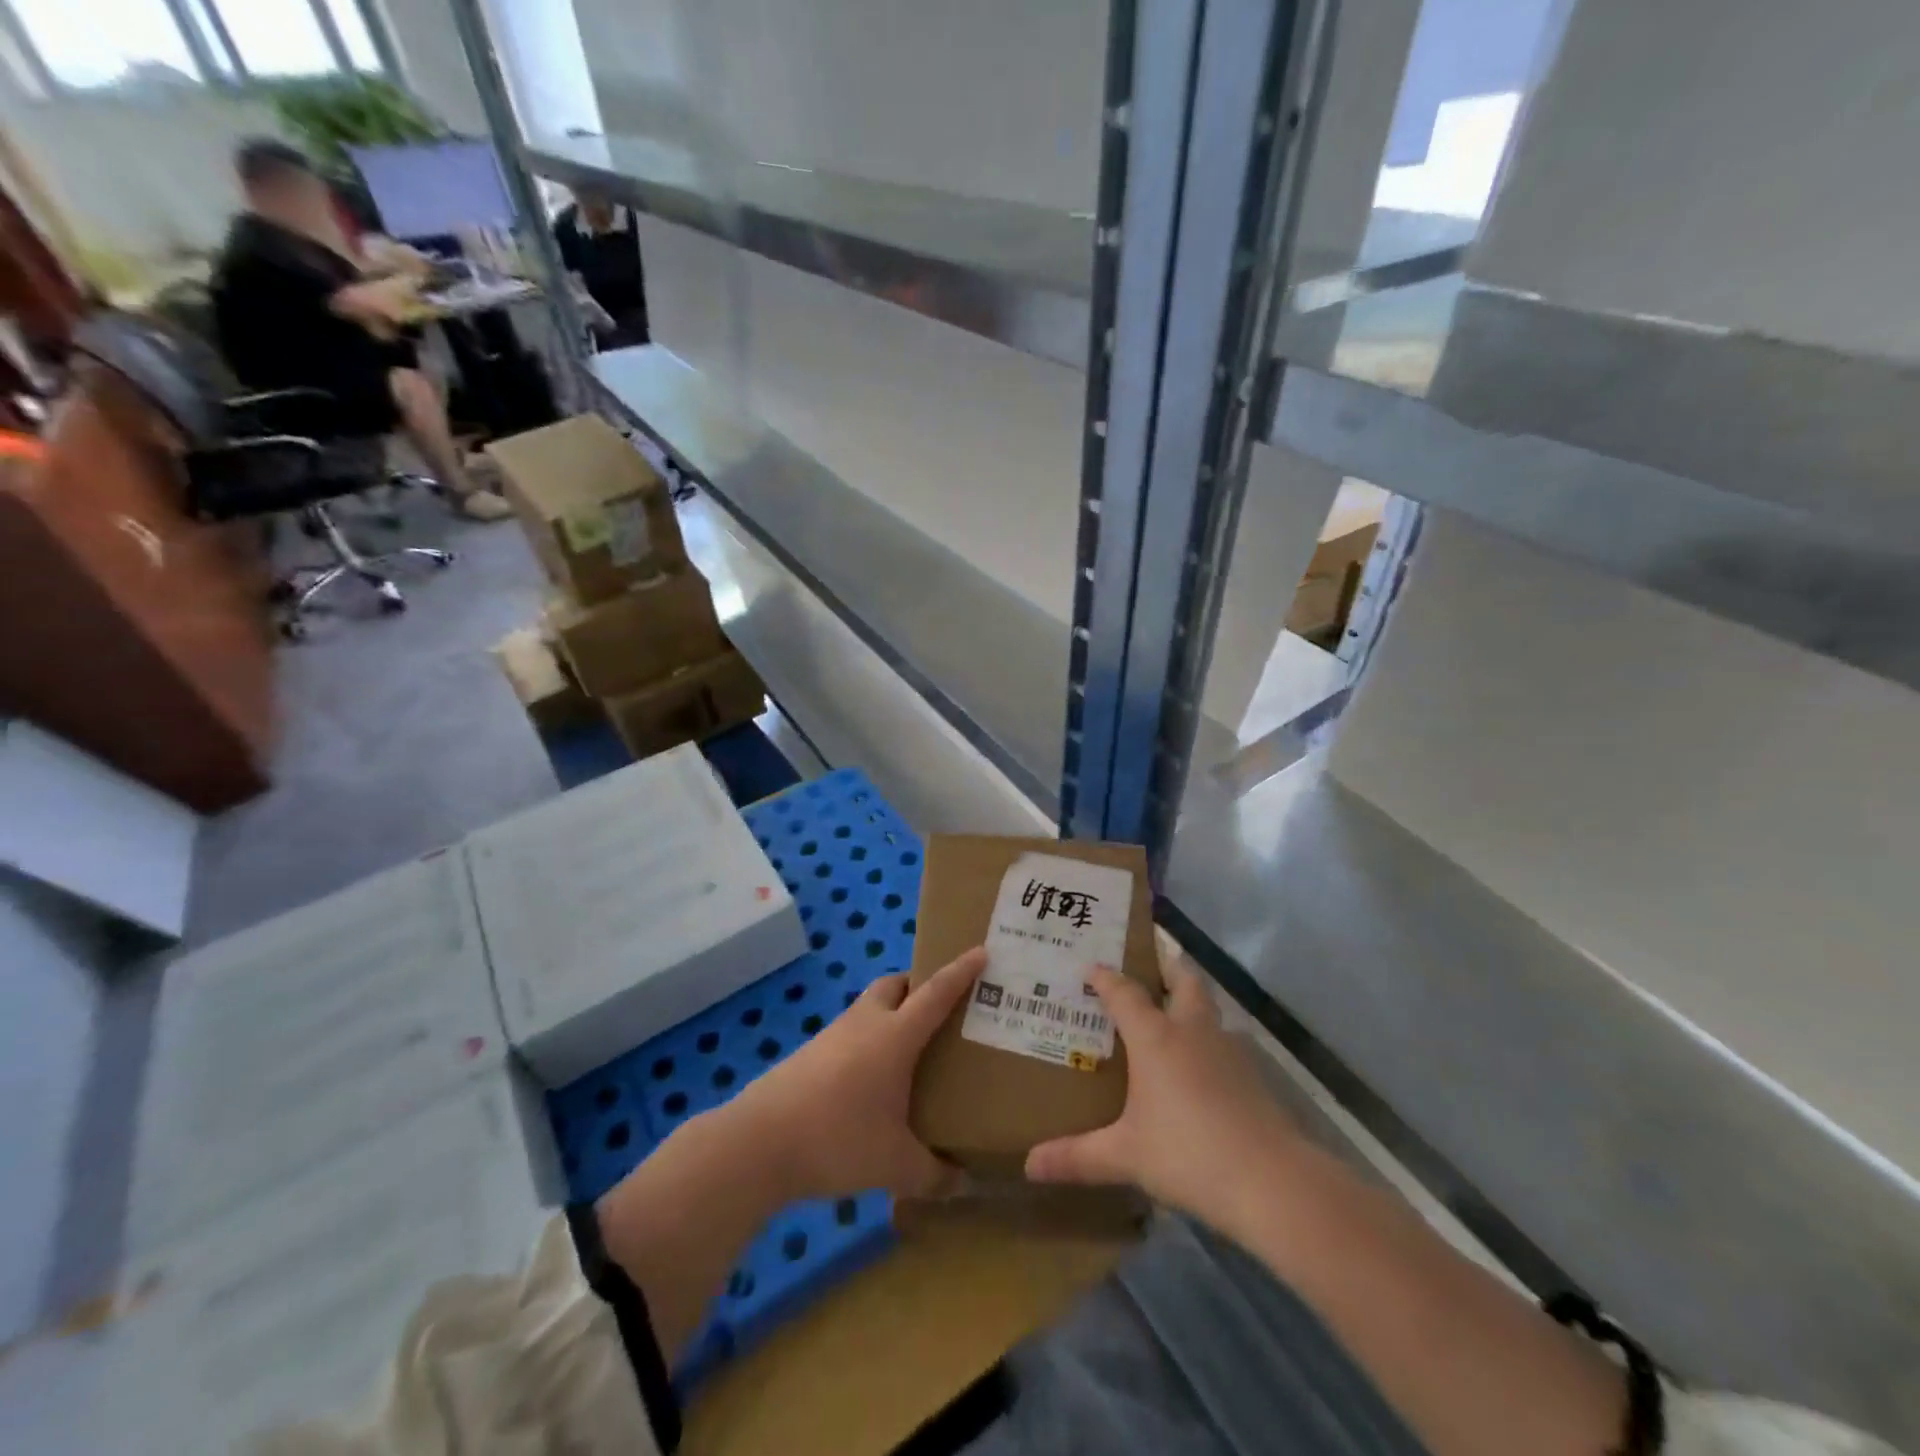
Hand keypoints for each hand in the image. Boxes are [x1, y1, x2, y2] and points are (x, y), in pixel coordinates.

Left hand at [729, 947, 985, 1202]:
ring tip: (910, 1049)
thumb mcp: (895, 1165)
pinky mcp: (810, 1055)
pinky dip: (868, 1041)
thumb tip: (962, 1182)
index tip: (980, 951)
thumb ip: (934, 1174)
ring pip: (870, 1008)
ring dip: (891, 1014)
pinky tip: (872, 1080)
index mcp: (895, 1036)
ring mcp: (833, 1036)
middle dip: (918, 985)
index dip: (960, 971)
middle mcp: (865, 1023)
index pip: (936, 993)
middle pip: (895, 985)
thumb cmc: (838, 1139)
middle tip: (940, 1010)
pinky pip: (851, 1033)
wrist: (758, 1143)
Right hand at [1024, 947, 1300, 1226]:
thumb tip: (1029, 1166)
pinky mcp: (1254, 1075)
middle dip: (1167, 966)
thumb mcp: (1125, 1156)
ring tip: (1173, 1022)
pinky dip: (1210, 1045)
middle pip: (1184, 979)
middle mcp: (1192, 1031)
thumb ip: (1077, 1157)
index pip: (1124, 993)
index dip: (1106, 978)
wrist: (1271, 1181)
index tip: (1092, 968)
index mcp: (1155, 1037)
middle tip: (1149, 967)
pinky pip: (1225, 1044)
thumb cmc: (1187, 1154)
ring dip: (1192, 1006)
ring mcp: (1229, 1050)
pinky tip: (1202, 1072)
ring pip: (1209, 1011)